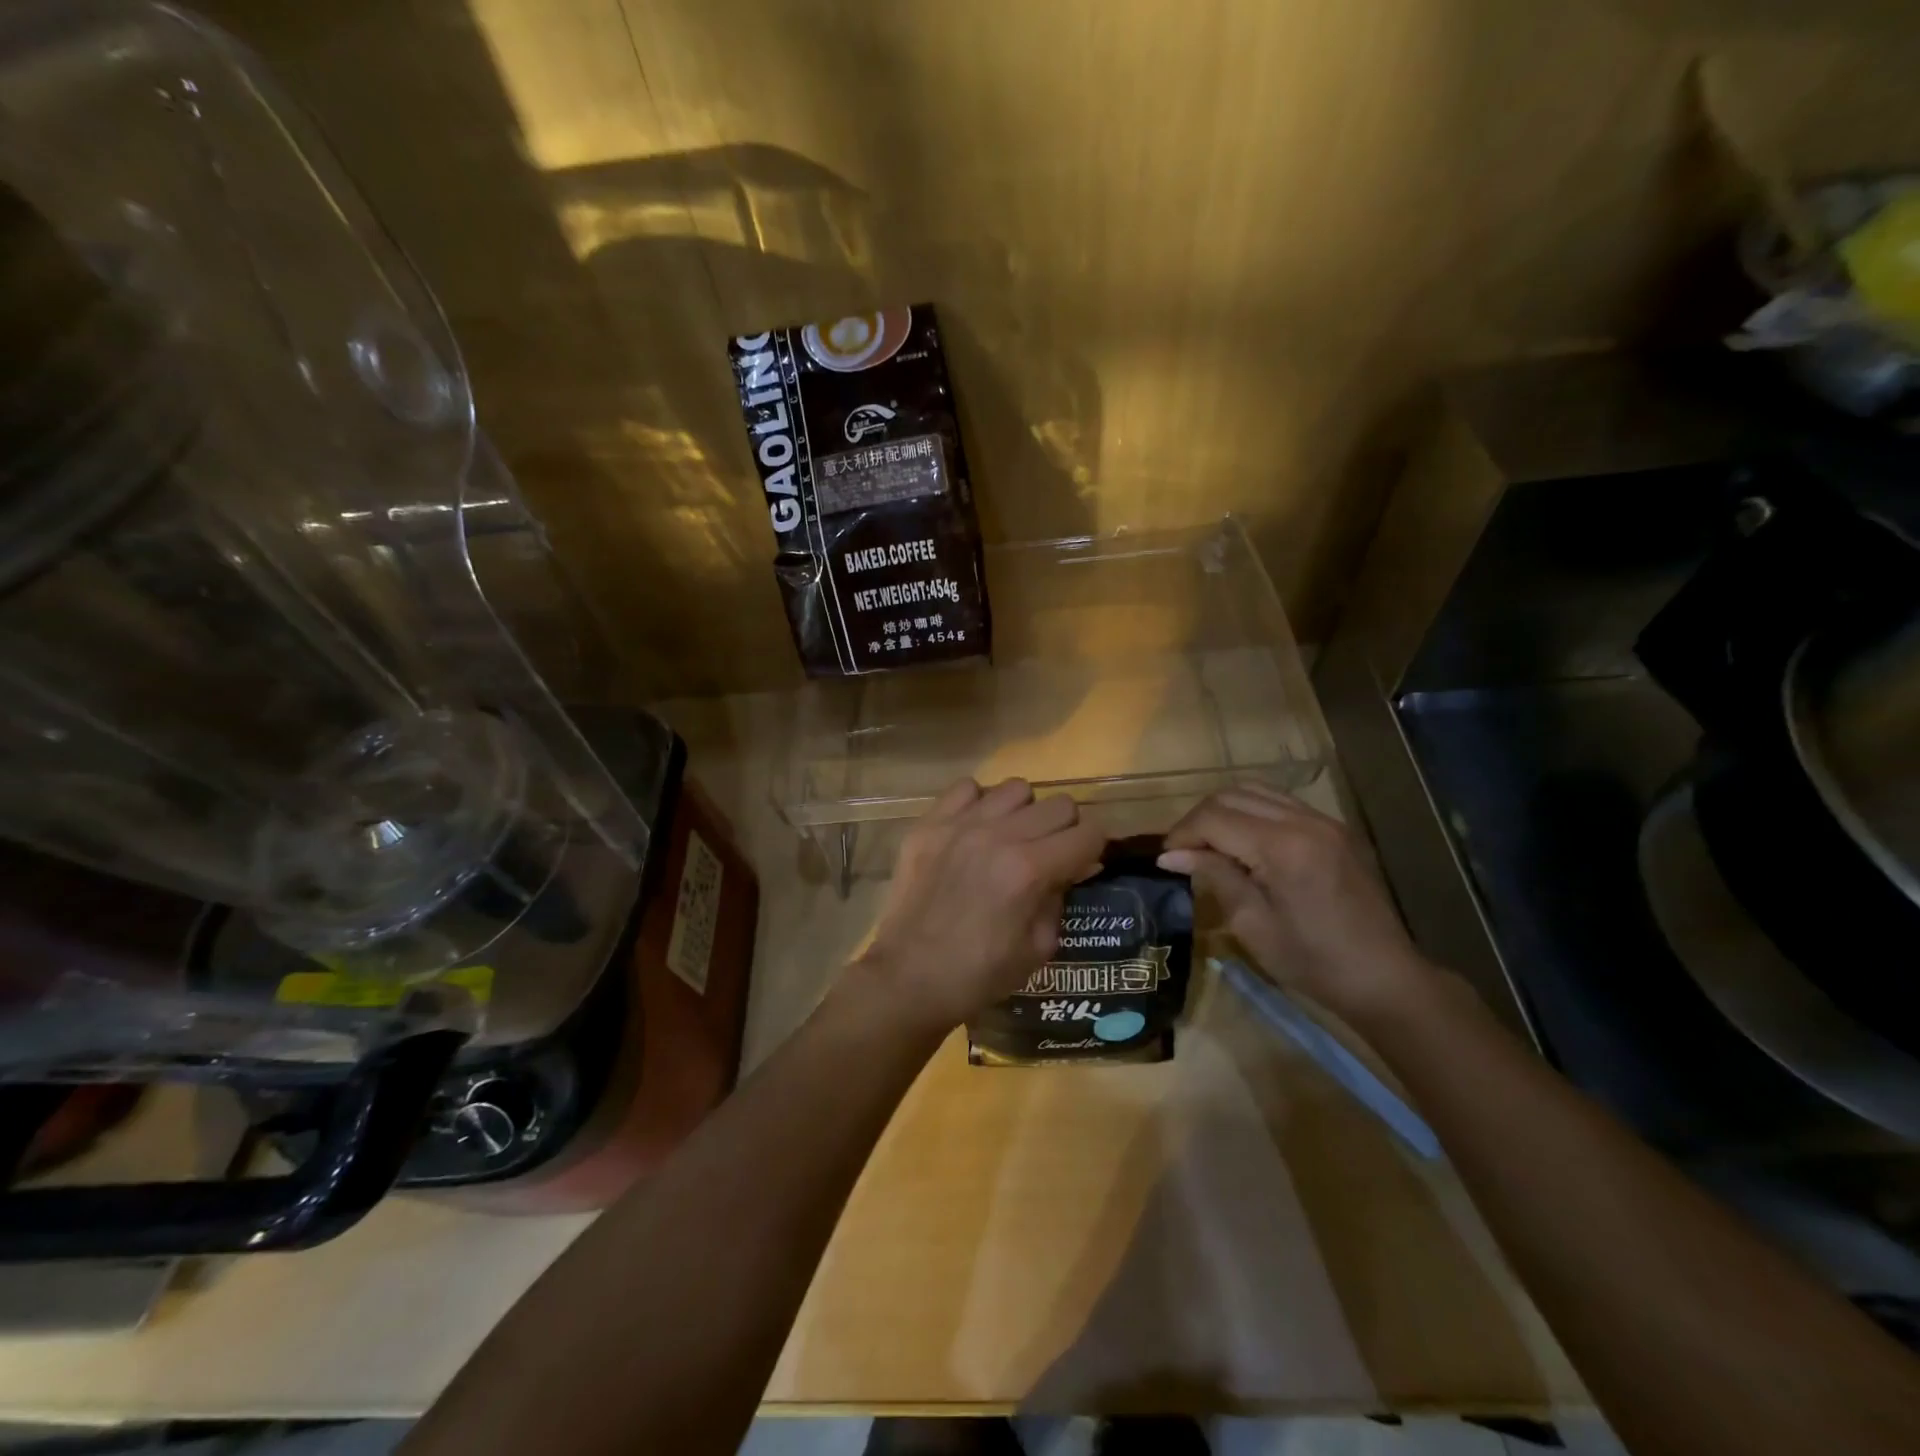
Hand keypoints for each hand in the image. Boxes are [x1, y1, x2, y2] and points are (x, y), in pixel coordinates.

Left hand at [855, 778, 1104, 1033]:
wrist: (907, 977)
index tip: (1085, 862)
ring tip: (1011, 837)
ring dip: (1024, 812)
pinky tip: (975, 830)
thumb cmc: (978, 974)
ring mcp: (960, 824)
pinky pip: (967, 788)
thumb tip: (1070, 870)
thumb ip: (1059, 899)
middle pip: (1059, 804)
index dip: (1094, 848)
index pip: (1088, 832)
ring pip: (1016, 789)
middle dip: (1065, 829)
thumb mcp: (1038, 948)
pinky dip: (980, 803)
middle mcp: (999, 835)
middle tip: (1051, 853)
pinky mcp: (929, 824)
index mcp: (1030, 870)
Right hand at [1159, 783, 1433, 1021]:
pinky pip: (1279, 803)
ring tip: (1209, 845)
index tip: (1166, 860)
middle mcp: (1303, 821)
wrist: (1385, 977)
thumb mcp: (1252, 925)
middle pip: (1230, 795)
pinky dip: (1250, 813)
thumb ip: (1214, 877)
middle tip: (1184, 853)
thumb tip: (1171, 856)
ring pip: (1254, 791)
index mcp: (1282, 847)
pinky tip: (1243, 843)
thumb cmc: (1313, 962)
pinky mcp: (1333, 828)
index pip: (1214, 818)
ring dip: (1223, 812)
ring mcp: (1323, 820)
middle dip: (1199, 820)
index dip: (1182, 834)